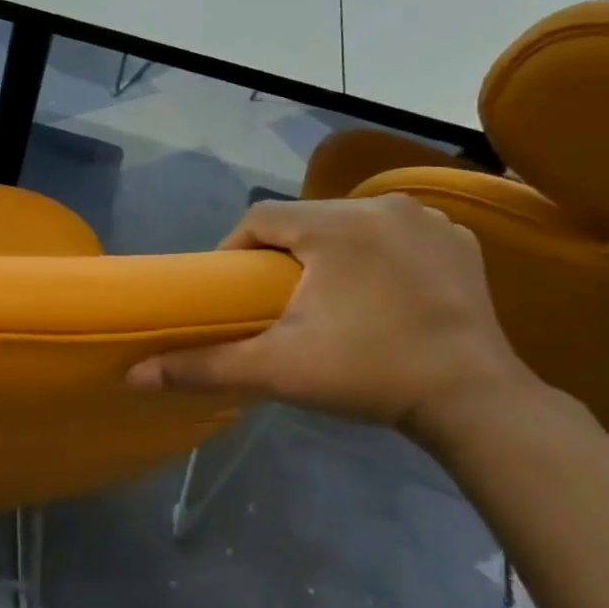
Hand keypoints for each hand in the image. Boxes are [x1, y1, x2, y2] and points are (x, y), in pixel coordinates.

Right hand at [128, 195, 534, 435]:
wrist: (475, 402)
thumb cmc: (367, 373)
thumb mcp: (276, 369)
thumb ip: (202, 366)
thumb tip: (133, 375)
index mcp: (335, 224)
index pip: (261, 218)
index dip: (234, 250)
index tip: (230, 289)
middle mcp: (383, 206)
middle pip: (306, 219)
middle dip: (281, 253)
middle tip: (271, 300)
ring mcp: (429, 221)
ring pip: (351, 223)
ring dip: (328, 251)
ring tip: (321, 297)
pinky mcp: (461, 242)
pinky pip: (397, 234)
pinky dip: (376, 253)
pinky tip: (375, 290)